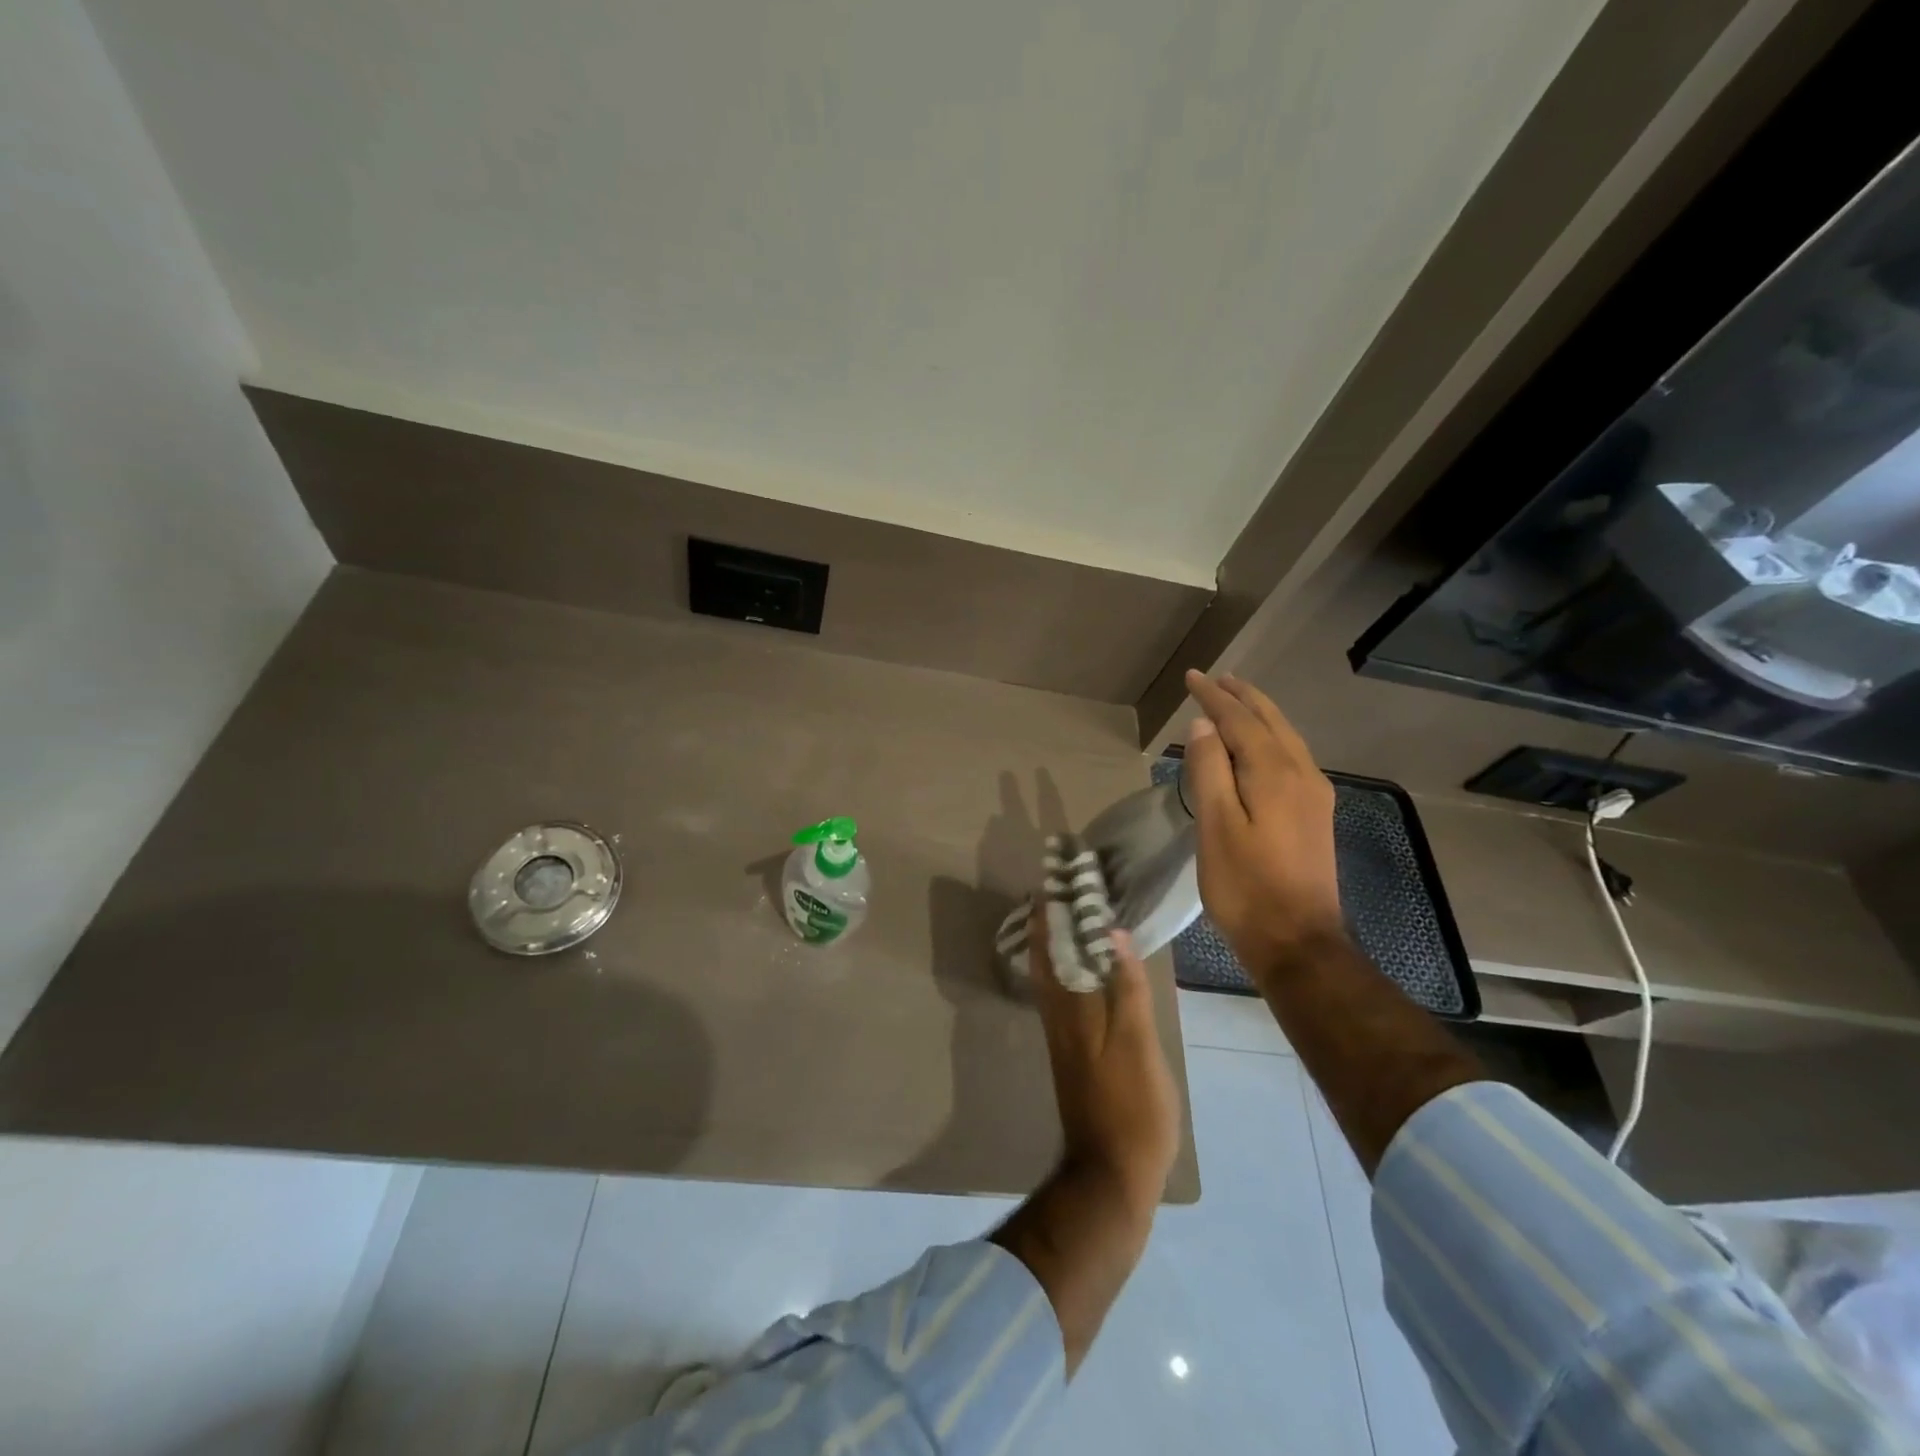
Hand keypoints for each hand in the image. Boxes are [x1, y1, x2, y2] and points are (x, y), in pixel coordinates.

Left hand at [1025, 904, 1179, 1209]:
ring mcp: (1062, 1035)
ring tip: (1070, 916)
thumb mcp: (1138, 1044)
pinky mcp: (1073, 1052)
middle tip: (1060, 889)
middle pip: (1045, 957)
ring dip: (1056, 943)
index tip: (1050, 879)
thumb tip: (1111, 933)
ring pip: (1051, 976)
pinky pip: (1062, 995)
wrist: (1112, 1171)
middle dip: (1048, 922)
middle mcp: (1057, 1015)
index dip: (1047, 912)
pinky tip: (1084, 969)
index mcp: (1069, 1007)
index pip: (1049, 946)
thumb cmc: (1131, 1105)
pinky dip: (1068, 970)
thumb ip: (1126, 989)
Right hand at [1182, 670, 1346, 978]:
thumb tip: (1205, 725)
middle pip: (1271, 721)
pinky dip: (1271, 738)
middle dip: (1243, 697)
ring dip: (1260, 714)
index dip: (1214, 697)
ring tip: (1237, 700)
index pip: (1240, 720)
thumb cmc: (1247, 887)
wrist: (1299, 943)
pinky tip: (1261, 746)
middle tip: (1217, 678)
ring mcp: (1314, 796)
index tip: (1192, 677)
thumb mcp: (1217, 827)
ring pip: (1286, 738)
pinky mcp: (1315, 816)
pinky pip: (1292, 757)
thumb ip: (1211, 771)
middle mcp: (1302, 774)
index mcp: (1275, 773)